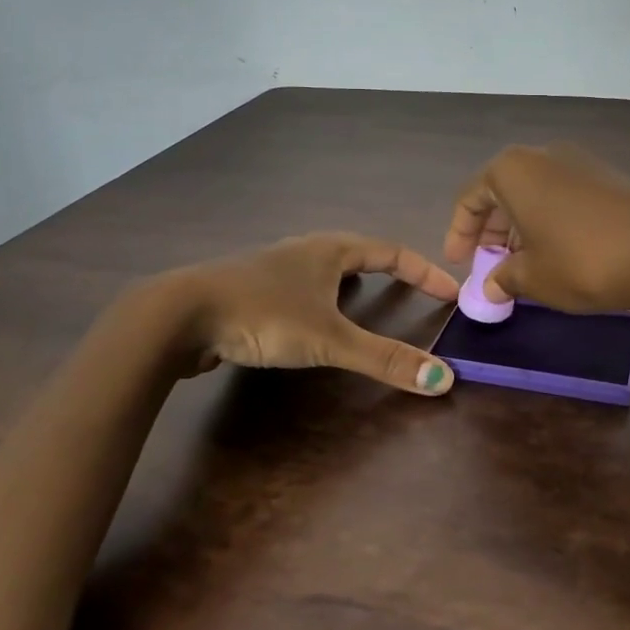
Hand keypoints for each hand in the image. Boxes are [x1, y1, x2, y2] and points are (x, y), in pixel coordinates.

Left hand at [167, 232, 460, 394]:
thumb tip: (443, 379)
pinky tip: (309, 321)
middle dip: (388, 270)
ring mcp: (272, 268)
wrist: (180, 315)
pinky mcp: (249, 290)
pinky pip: (298, 288)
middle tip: (412, 292)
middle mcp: (303, 250)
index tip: (450, 291)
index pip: (391, 252)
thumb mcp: (329, 339)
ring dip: (350, 282)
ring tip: (365, 301)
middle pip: (358, 253)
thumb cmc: (263, 315)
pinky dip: (319, 300)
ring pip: (324, 269)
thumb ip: (384, 359)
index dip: (423, 271)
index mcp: (329, 250)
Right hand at [443, 144, 629, 312]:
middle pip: (501, 191)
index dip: (459, 233)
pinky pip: (561, 196)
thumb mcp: (533, 277)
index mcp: (513, 170)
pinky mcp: (606, 177)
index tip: (458, 263)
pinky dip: (548, 222)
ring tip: (521, 265)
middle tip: (489, 266)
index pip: (470, 197)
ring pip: (533, 194)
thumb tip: (490, 286)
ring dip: (519, 228)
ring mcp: (579, 162)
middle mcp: (542, 155)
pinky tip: (556, 253)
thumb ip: (503, 278)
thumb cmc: (584, 261)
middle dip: (491, 231)